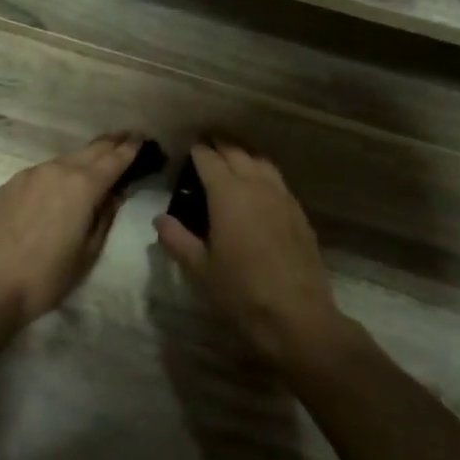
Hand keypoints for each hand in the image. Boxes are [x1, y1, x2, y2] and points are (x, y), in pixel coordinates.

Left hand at [0, 133, 140, 327]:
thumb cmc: (47, 276)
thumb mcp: (88, 252)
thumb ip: (105, 216)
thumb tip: (114, 194)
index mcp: (83, 186)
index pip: (114, 158)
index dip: (131, 148)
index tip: (143, 138)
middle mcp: (57, 169)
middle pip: (91, 150)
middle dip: (111, 143)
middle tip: (127, 137)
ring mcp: (30, 174)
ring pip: (65, 159)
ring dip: (84, 158)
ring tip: (97, 161)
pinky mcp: (10, 184)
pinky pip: (43, 172)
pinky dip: (59, 172)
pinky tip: (60, 184)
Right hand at [154, 142, 347, 367]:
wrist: (297, 316)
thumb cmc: (241, 292)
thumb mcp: (200, 269)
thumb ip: (178, 239)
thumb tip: (161, 219)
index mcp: (228, 194)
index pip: (209, 159)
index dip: (197, 150)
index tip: (187, 147)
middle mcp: (256, 186)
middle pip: (237, 153)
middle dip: (220, 144)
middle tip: (206, 143)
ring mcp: (282, 197)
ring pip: (261, 162)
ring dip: (244, 154)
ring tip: (232, 156)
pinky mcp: (299, 213)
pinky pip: (278, 180)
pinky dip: (263, 172)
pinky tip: (258, 185)